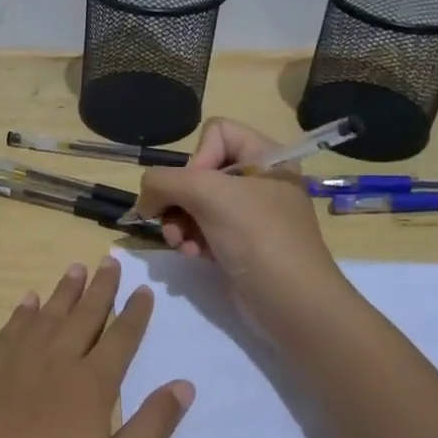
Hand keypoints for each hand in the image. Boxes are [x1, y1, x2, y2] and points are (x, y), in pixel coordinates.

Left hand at [0, 256, 192, 437]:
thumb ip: (152, 426)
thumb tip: (184, 384)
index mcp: (91, 385)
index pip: (121, 339)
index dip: (135, 313)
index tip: (144, 288)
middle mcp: (55, 362)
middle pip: (84, 316)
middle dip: (101, 288)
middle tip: (110, 261)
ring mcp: (15, 364)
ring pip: (47, 316)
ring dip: (64, 291)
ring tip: (75, 268)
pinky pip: (10, 330)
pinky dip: (23, 313)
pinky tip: (28, 302)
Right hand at [127, 118, 344, 334]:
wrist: (293, 304)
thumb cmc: (257, 238)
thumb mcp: (206, 195)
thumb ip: (162, 182)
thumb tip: (144, 200)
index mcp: (266, 156)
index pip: (216, 133)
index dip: (197, 158)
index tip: (197, 189)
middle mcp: (259, 180)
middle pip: (199, 171)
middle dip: (179, 199)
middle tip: (173, 223)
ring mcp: (250, 214)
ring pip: (195, 203)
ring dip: (179, 223)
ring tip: (179, 244)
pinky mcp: (241, 243)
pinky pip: (202, 229)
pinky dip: (190, 240)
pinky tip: (190, 255)